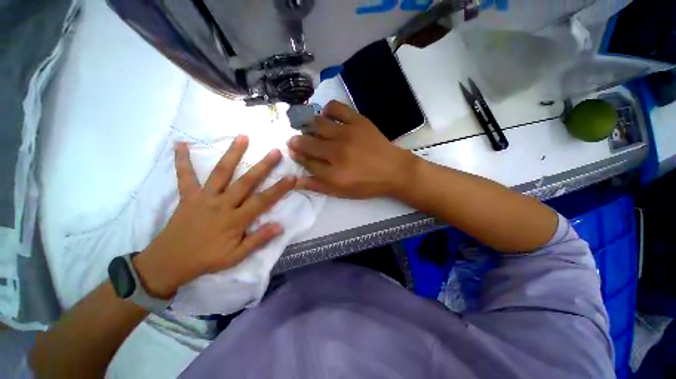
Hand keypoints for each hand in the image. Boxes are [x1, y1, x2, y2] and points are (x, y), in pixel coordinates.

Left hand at [134, 136, 295, 298]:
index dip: (279, 189)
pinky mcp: (187, 196)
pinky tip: (181, 144)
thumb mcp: (236, 256)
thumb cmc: (207, 259)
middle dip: (263, 166)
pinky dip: (182, 160)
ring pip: (221, 173)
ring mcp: (203, 198)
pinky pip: (185, 177)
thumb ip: (258, 240)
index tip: (292, 177)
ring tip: (243, 137)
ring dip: (232, 154)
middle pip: (246, 182)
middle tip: (275, 151)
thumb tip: (280, 226)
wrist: (170, 262)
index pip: (263, 201)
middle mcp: (222, 204)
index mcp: (235, 220)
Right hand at [287, 100, 417, 198]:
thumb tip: (296, 181)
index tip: (293, 152)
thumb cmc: (368, 184)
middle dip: (297, 141)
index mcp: (334, 173)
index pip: (307, 162)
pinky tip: (326, 116)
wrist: (394, 170)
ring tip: (309, 129)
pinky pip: (336, 108)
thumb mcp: (342, 192)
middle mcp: (337, 152)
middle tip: (295, 140)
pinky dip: (327, 110)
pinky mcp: (358, 121)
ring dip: (308, 126)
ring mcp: (348, 134)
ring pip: (318, 124)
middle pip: (308, 143)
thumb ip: (318, 186)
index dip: (297, 157)